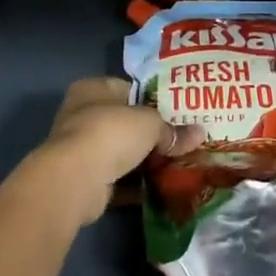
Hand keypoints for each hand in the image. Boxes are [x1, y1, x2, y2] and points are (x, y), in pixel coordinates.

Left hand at [18, 78, 175, 226]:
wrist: (76, 179)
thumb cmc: (111, 132)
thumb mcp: (150, 123)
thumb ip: (173, 130)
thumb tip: (200, 134)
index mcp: (93, 89)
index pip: (128, 89)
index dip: (153, 99)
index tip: (178, 112)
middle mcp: (83, 115)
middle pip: (126, 122)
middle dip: (152, 133)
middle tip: (182, 140)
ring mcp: (82, 149)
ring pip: (122, 152)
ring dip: (145, 160)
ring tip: (178, 164)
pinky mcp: (85, 180)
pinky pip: (119, 178)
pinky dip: (138, 183)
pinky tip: (163, 186)